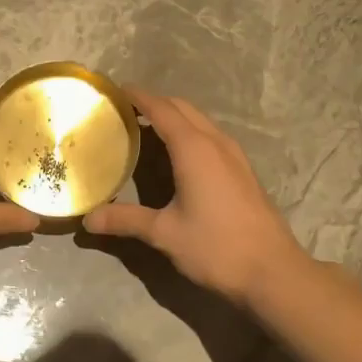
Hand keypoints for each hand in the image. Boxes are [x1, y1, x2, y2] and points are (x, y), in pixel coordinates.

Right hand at [84, 89, 309, 309]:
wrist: (273, 271)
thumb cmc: (216, 247)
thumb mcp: (164, 234)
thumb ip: (126, 220)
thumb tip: (88, 219)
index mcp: (194, 149)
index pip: (161, 109)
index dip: (137, 97)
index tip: (114, 91)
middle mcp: (216, 143)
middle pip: (182, 108)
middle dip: (154, 103)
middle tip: (124, 111)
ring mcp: (234, 155)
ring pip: (200, 121)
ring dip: (174, 118)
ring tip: (145, 130)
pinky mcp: (243, 170)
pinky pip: (211, 136)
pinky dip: (189, 133)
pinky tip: (177, 156)